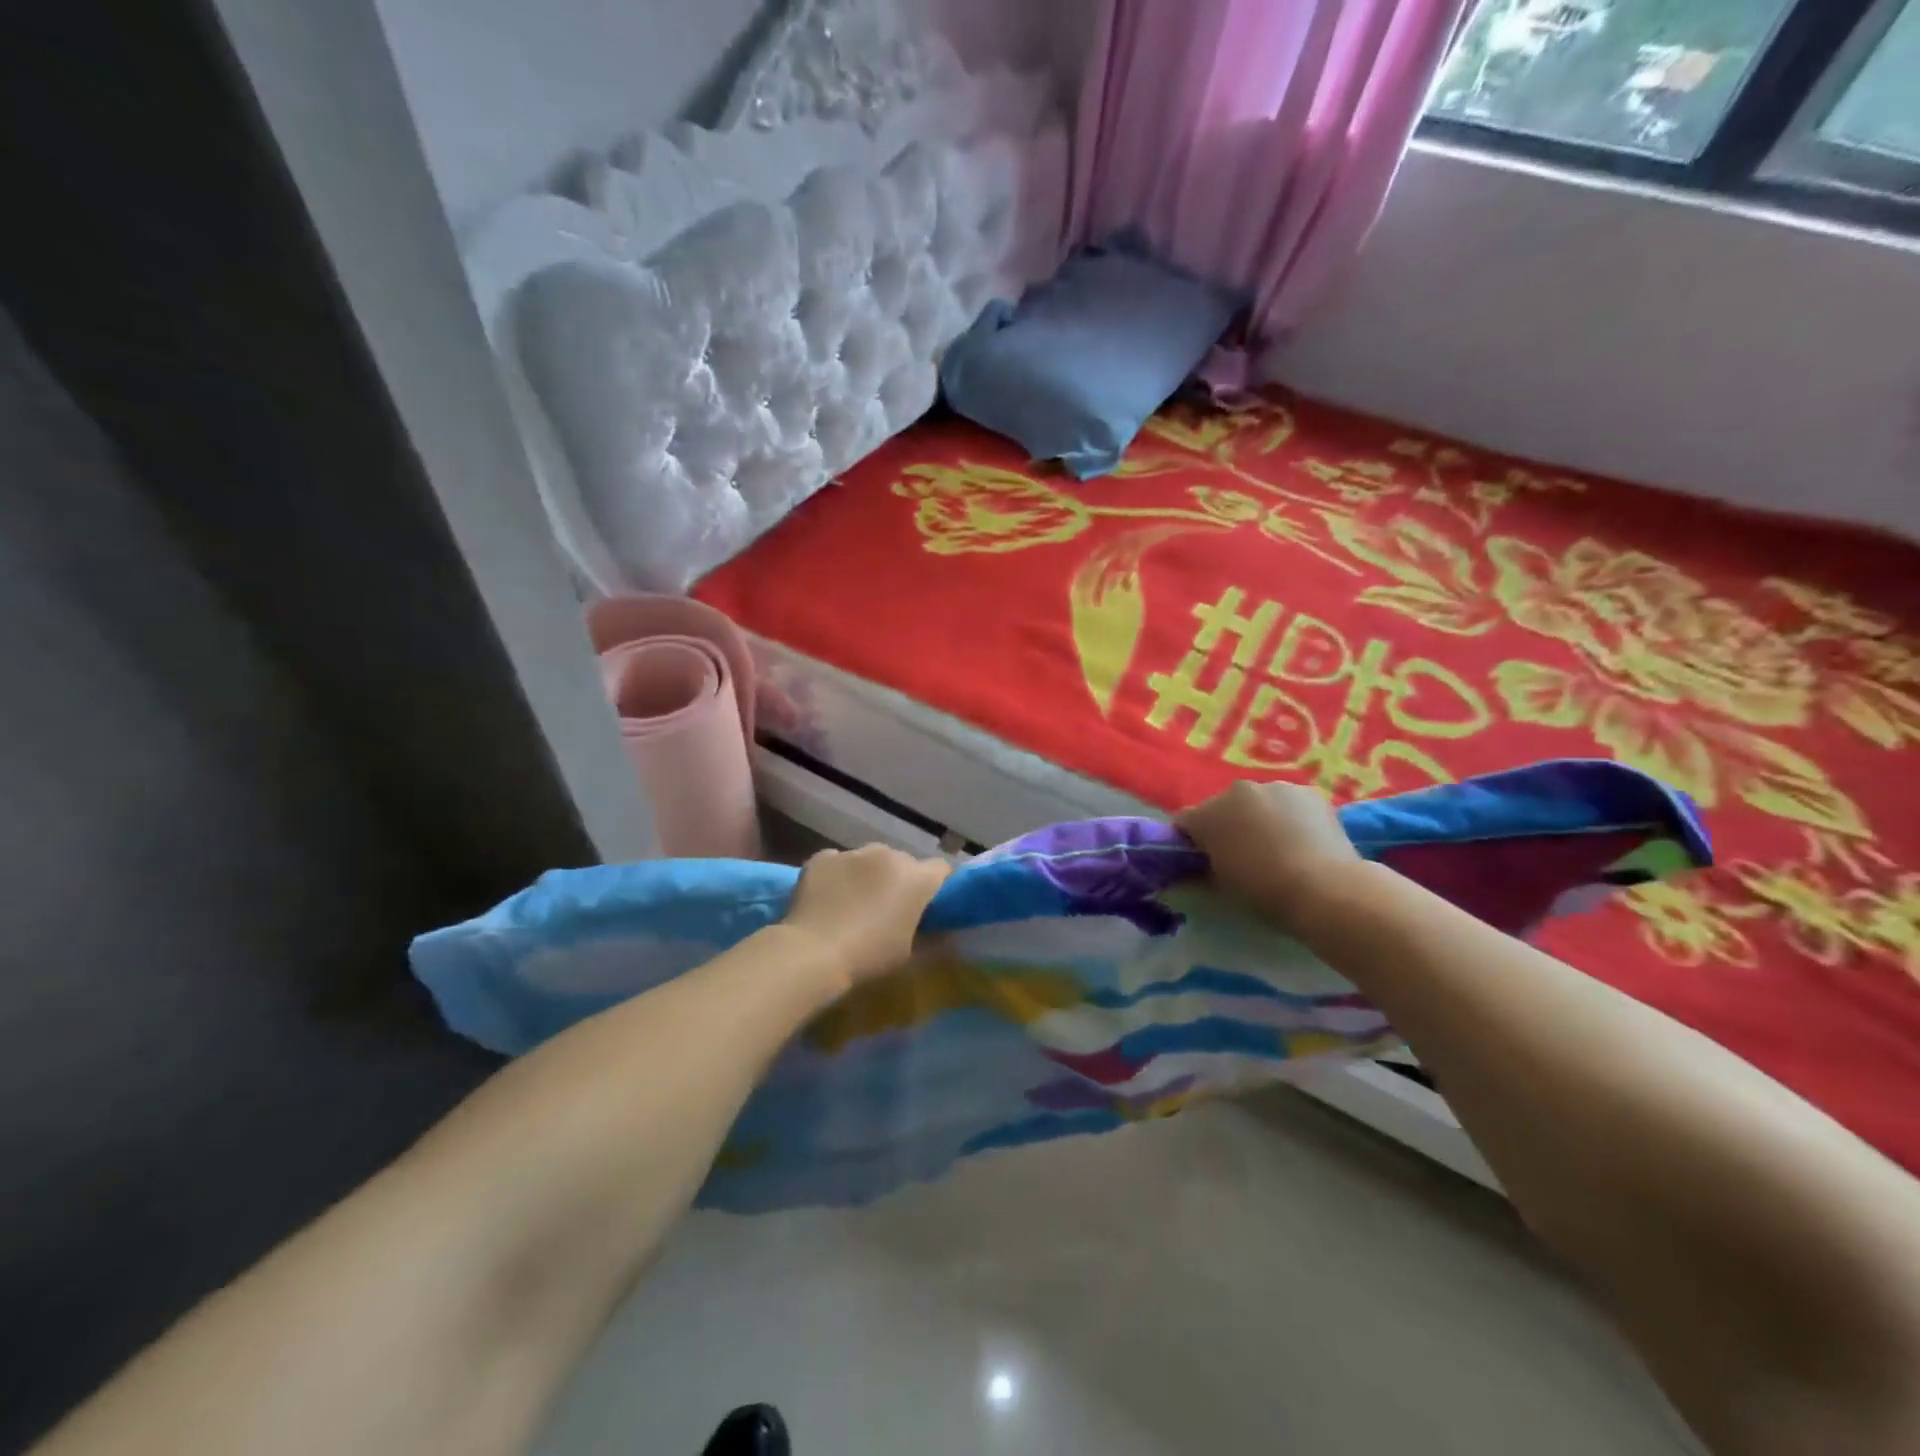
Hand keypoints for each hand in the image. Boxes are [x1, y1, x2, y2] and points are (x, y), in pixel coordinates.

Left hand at [781, 844, 951, 988]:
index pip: (940, 869)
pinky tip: (828, 898)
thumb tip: (943, 931)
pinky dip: (837, 875)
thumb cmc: (869, 957)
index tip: (929, 904)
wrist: (813, 953)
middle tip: (888, 908)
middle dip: (899, 880)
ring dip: (868, 874)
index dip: (936, 885)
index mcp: (916, 878)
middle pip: (903, 862)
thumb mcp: (909, 954)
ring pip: (869, 859)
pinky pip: (837, 862)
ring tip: (853, 902)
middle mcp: (888, 855)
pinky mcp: (822, 858)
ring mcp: (852, 853)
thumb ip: (930, 936)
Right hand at [1177, 781, 1361, 926]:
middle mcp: (1236, 791)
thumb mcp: (1221, 885)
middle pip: (1222, 807)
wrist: (1323, 888)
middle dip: (1227, 826)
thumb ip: (1203, 869)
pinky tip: (1302, 841)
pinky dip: (1290, 817)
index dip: (1189, 841)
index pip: (1185, 822)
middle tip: (1242, 855)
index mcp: (1207, 814)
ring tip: (1278, 848)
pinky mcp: (1308, 792)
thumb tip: (1197, 867)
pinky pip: (1288, 804)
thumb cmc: (1262, 890)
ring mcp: (1275, 787)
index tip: (1199, 860)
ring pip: (1258, 802)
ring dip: (1260, 818)